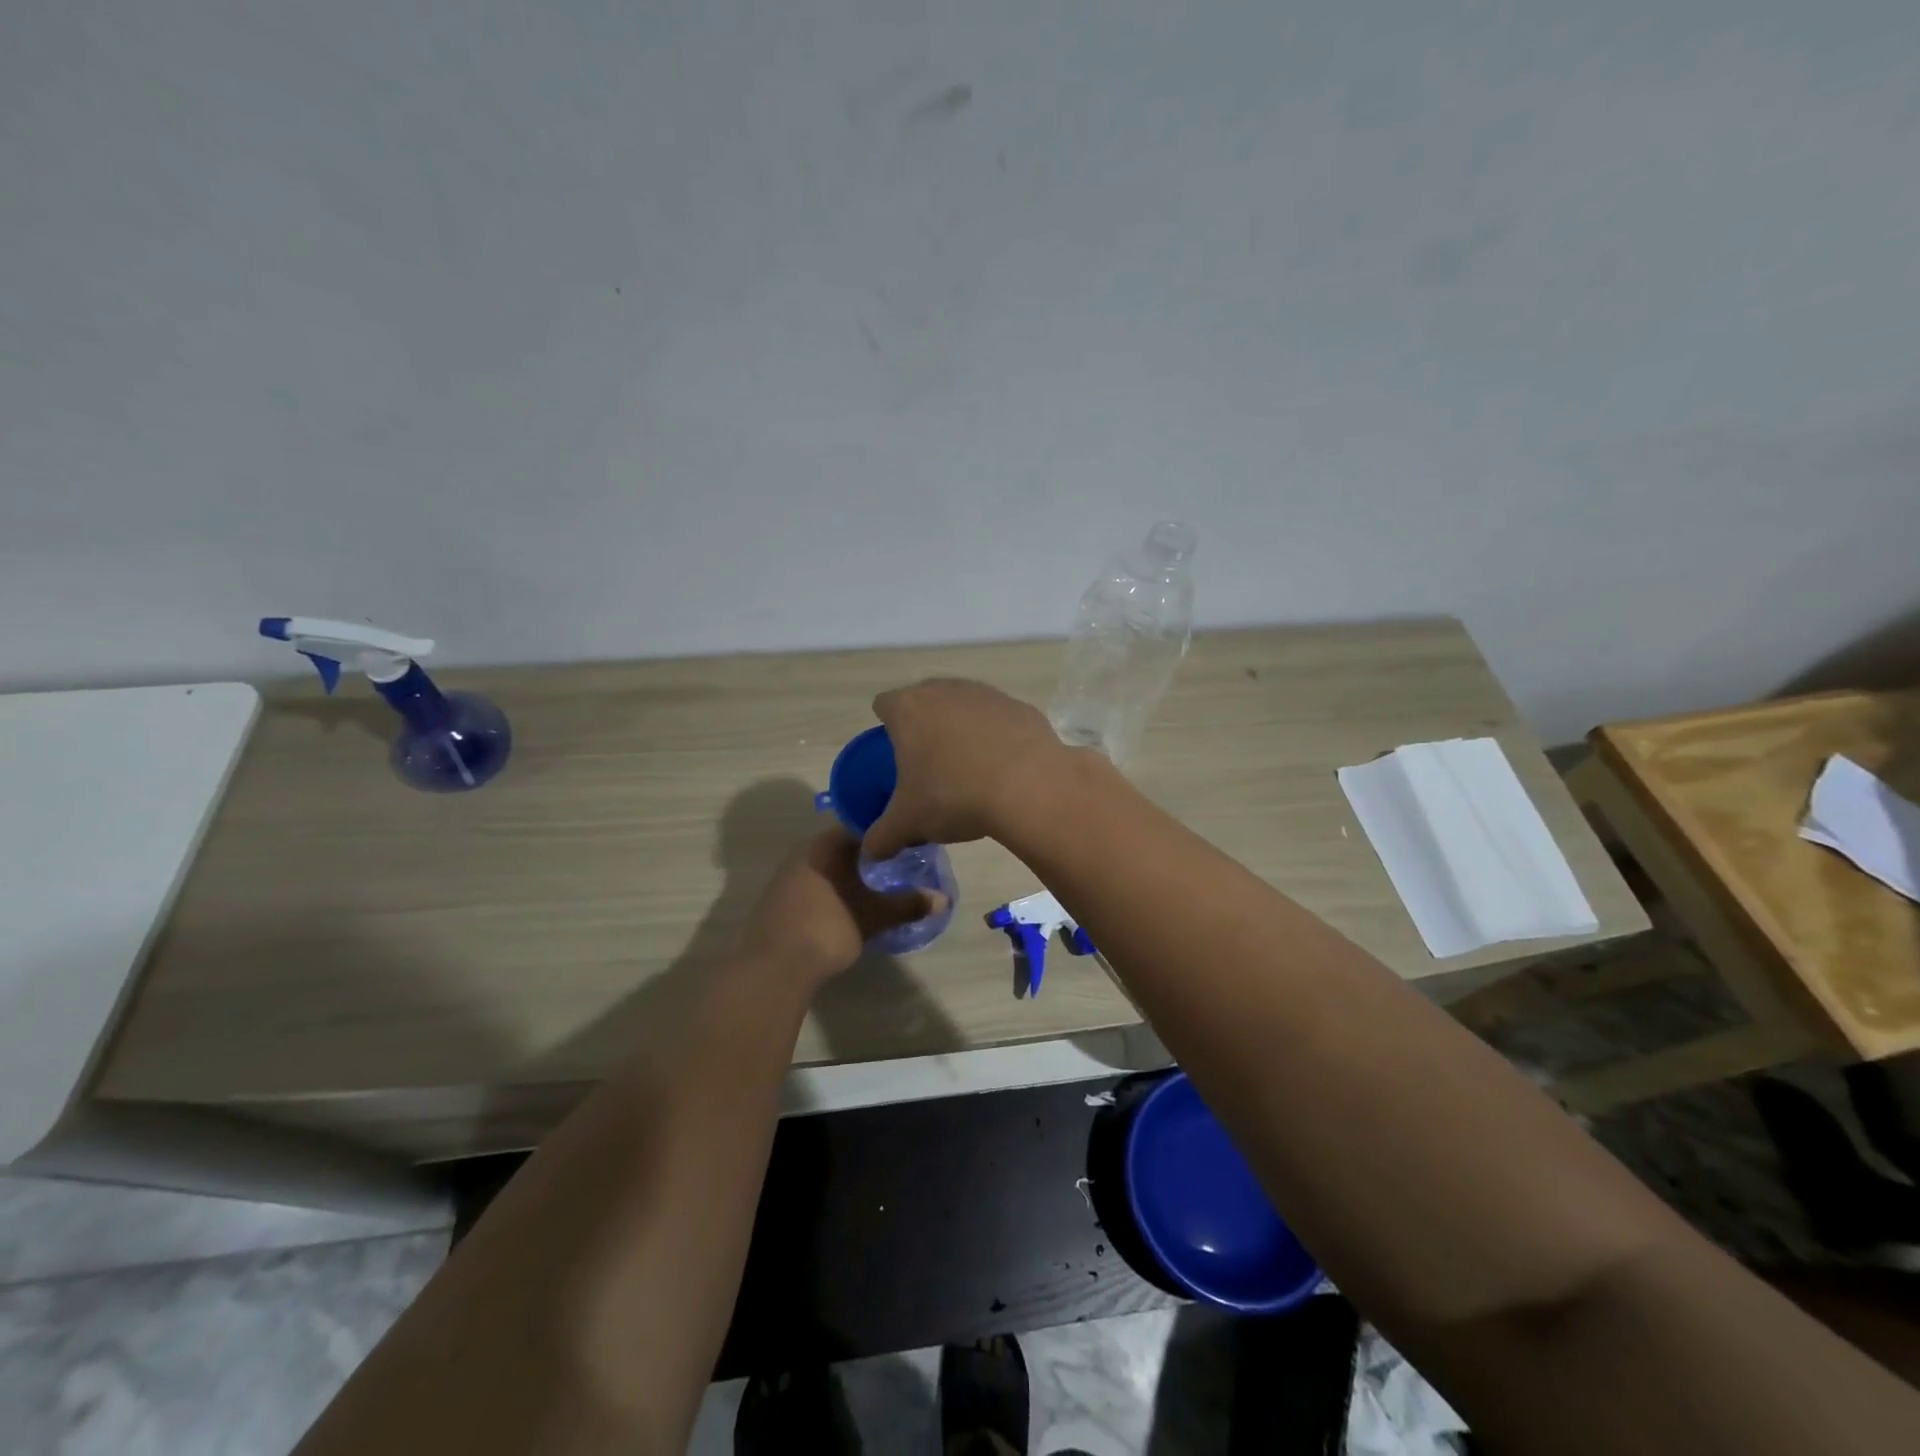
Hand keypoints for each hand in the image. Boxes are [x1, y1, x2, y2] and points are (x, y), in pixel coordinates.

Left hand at [737, 827, 943, 987]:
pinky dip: (837, 888)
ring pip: (830, 865)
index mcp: (825, 843)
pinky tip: (852, 904)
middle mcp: (805, 851)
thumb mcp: (873, 916)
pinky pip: (817, 883)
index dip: (887, 831)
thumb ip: (907, 905)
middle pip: (845, 844)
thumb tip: (943, 899)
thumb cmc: (826, 928)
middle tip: (902, 862)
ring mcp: (789, 875)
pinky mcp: (781, 899)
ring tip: (882, 884)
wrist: (771, 967)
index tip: (910, 839)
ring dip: (853, 872)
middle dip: (872, 853)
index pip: (862, 825)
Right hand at [864, 678, 1070, 860]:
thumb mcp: (908, 824)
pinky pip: (998, 719)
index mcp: (908, 709)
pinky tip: (1003, 766)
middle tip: (927, 762)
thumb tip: (871, 851)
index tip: (893, 752)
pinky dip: (996, 736)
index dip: (885, 725)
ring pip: (963, 705)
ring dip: (961, 728)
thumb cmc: (953, 796)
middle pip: (925, 699)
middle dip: (924, 725)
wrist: (1029, 786)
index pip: (884, 704)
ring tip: (967, 766)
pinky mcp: (1020, 707)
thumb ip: (882, 837)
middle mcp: (945, 691)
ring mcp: (986, 694)